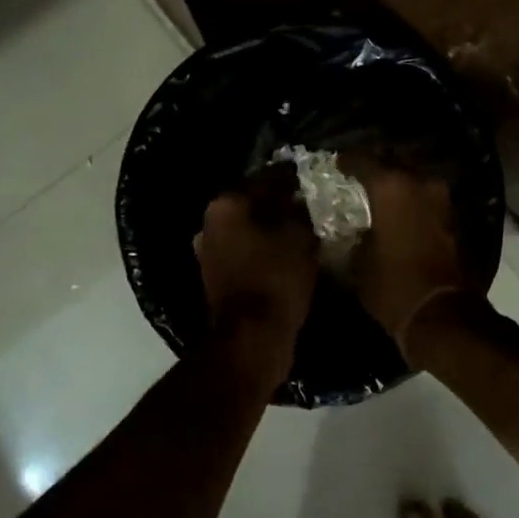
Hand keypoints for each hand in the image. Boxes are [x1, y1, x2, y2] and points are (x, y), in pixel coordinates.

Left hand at [192, 175, 317, 380]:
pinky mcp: (215, 277)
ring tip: (302, 230)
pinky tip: (287, 253)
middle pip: (251, 204)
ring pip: (247, 229)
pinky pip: (244, 252)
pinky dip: (263, 249)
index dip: (290, 179)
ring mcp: (208, 252)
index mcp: (226, 205)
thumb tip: (300, 199)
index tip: (310, 180)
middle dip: (278, 204)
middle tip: (308, 205)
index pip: (264, 179)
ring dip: (270, 229)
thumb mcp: (300, 237)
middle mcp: (209, 223)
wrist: (252, 338)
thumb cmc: (276, 279)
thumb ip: (300, 211)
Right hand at [343, 158, 479, 360]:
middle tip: (358, 175)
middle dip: (376, 165)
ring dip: (397, 181)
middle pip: (393, 160)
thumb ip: (353, 232)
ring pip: (413, 176)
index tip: (335, 164)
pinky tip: (397, 210)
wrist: (440, 314)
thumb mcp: (358, 260)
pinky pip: (425, 196)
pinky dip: (411, 198)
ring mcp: (440, 198)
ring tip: (378, 192)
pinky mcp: (452, 216)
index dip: (346, 161)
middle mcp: (419, 182)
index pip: (362, 159)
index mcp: (391, 186)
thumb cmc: (392, 285)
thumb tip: (353, 225)